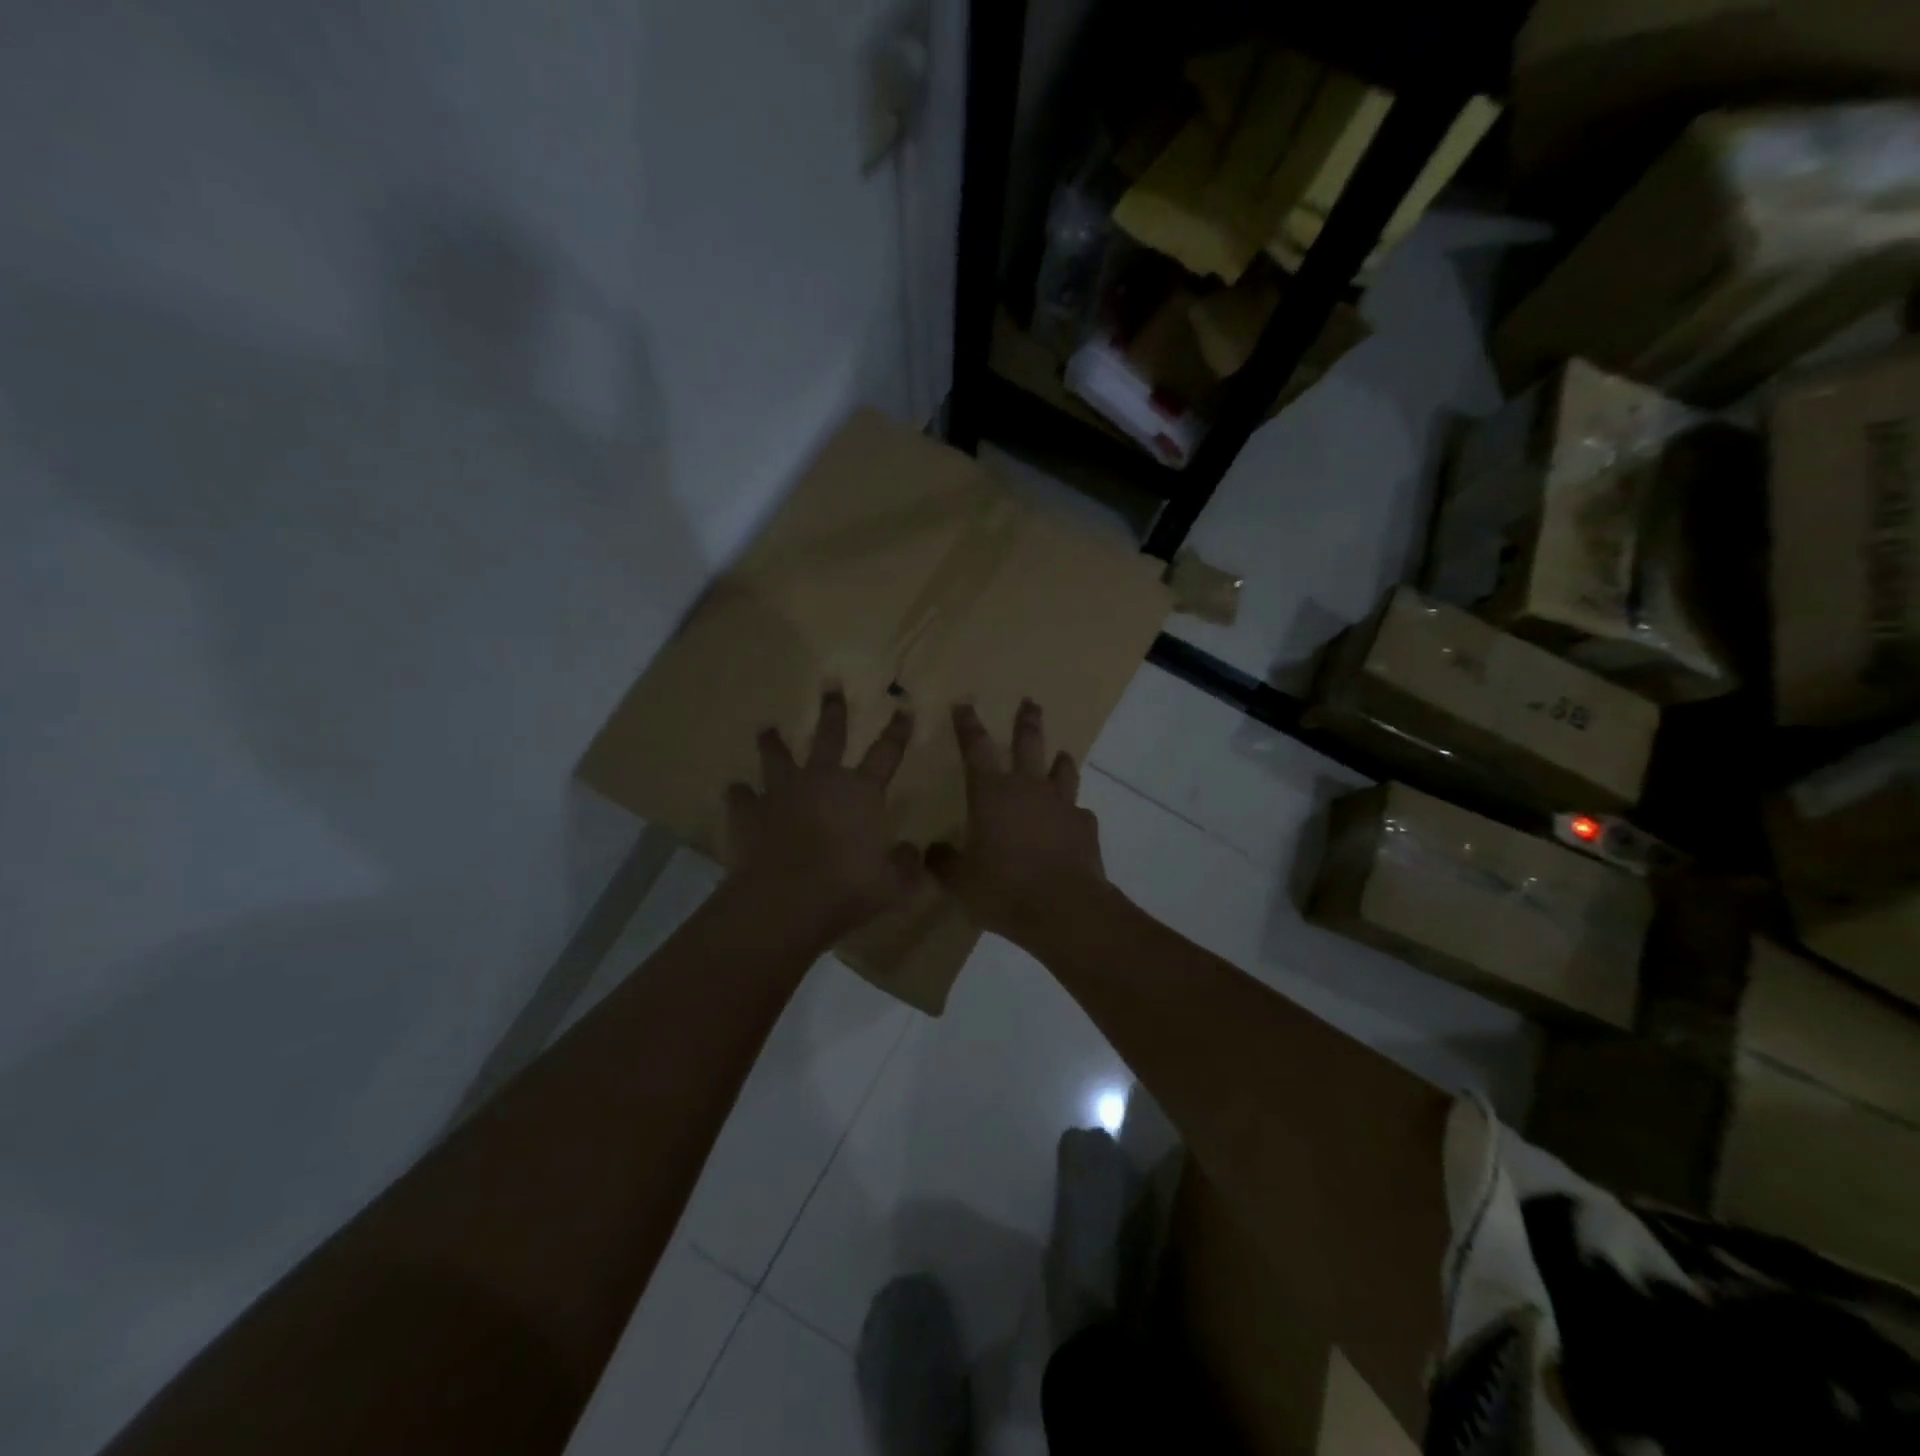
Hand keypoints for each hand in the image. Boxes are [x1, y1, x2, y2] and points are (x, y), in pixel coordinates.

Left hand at [725, 689, 921, 945]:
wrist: (783, 902)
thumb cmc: (846, 889)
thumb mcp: (892, 884)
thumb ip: (906, 864)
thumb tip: (914, 850)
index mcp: (861, 793)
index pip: (887, 753)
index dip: (898, 730)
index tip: (904, 707)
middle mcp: (821, 781)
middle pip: (829, 736)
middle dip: (833, 710)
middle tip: (830, 684)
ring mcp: (781, 793)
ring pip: (777, 756)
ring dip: (773, 742)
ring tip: (768, 729)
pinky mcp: (748, 812)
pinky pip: (741, 796)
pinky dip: (740, 794)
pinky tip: (736, 791)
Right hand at [926, 701, 1110, 948]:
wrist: (1063, 908)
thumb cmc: (1003, 888)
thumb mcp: (960, 881)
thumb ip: (944, 862)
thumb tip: (932, 851)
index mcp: (991, 793)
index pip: (975, 748)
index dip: (967, 724)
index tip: (964, 703)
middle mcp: (1028, 788)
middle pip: (1028, 743)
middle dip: (1026, 721)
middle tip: (1030, 702)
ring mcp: (1061, 804)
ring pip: (1062, 769)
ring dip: (1059, 760)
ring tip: (1061, 754)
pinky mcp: (1084, 826)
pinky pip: (1078, 810)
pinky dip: (1073, 811)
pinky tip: (1072, 819)